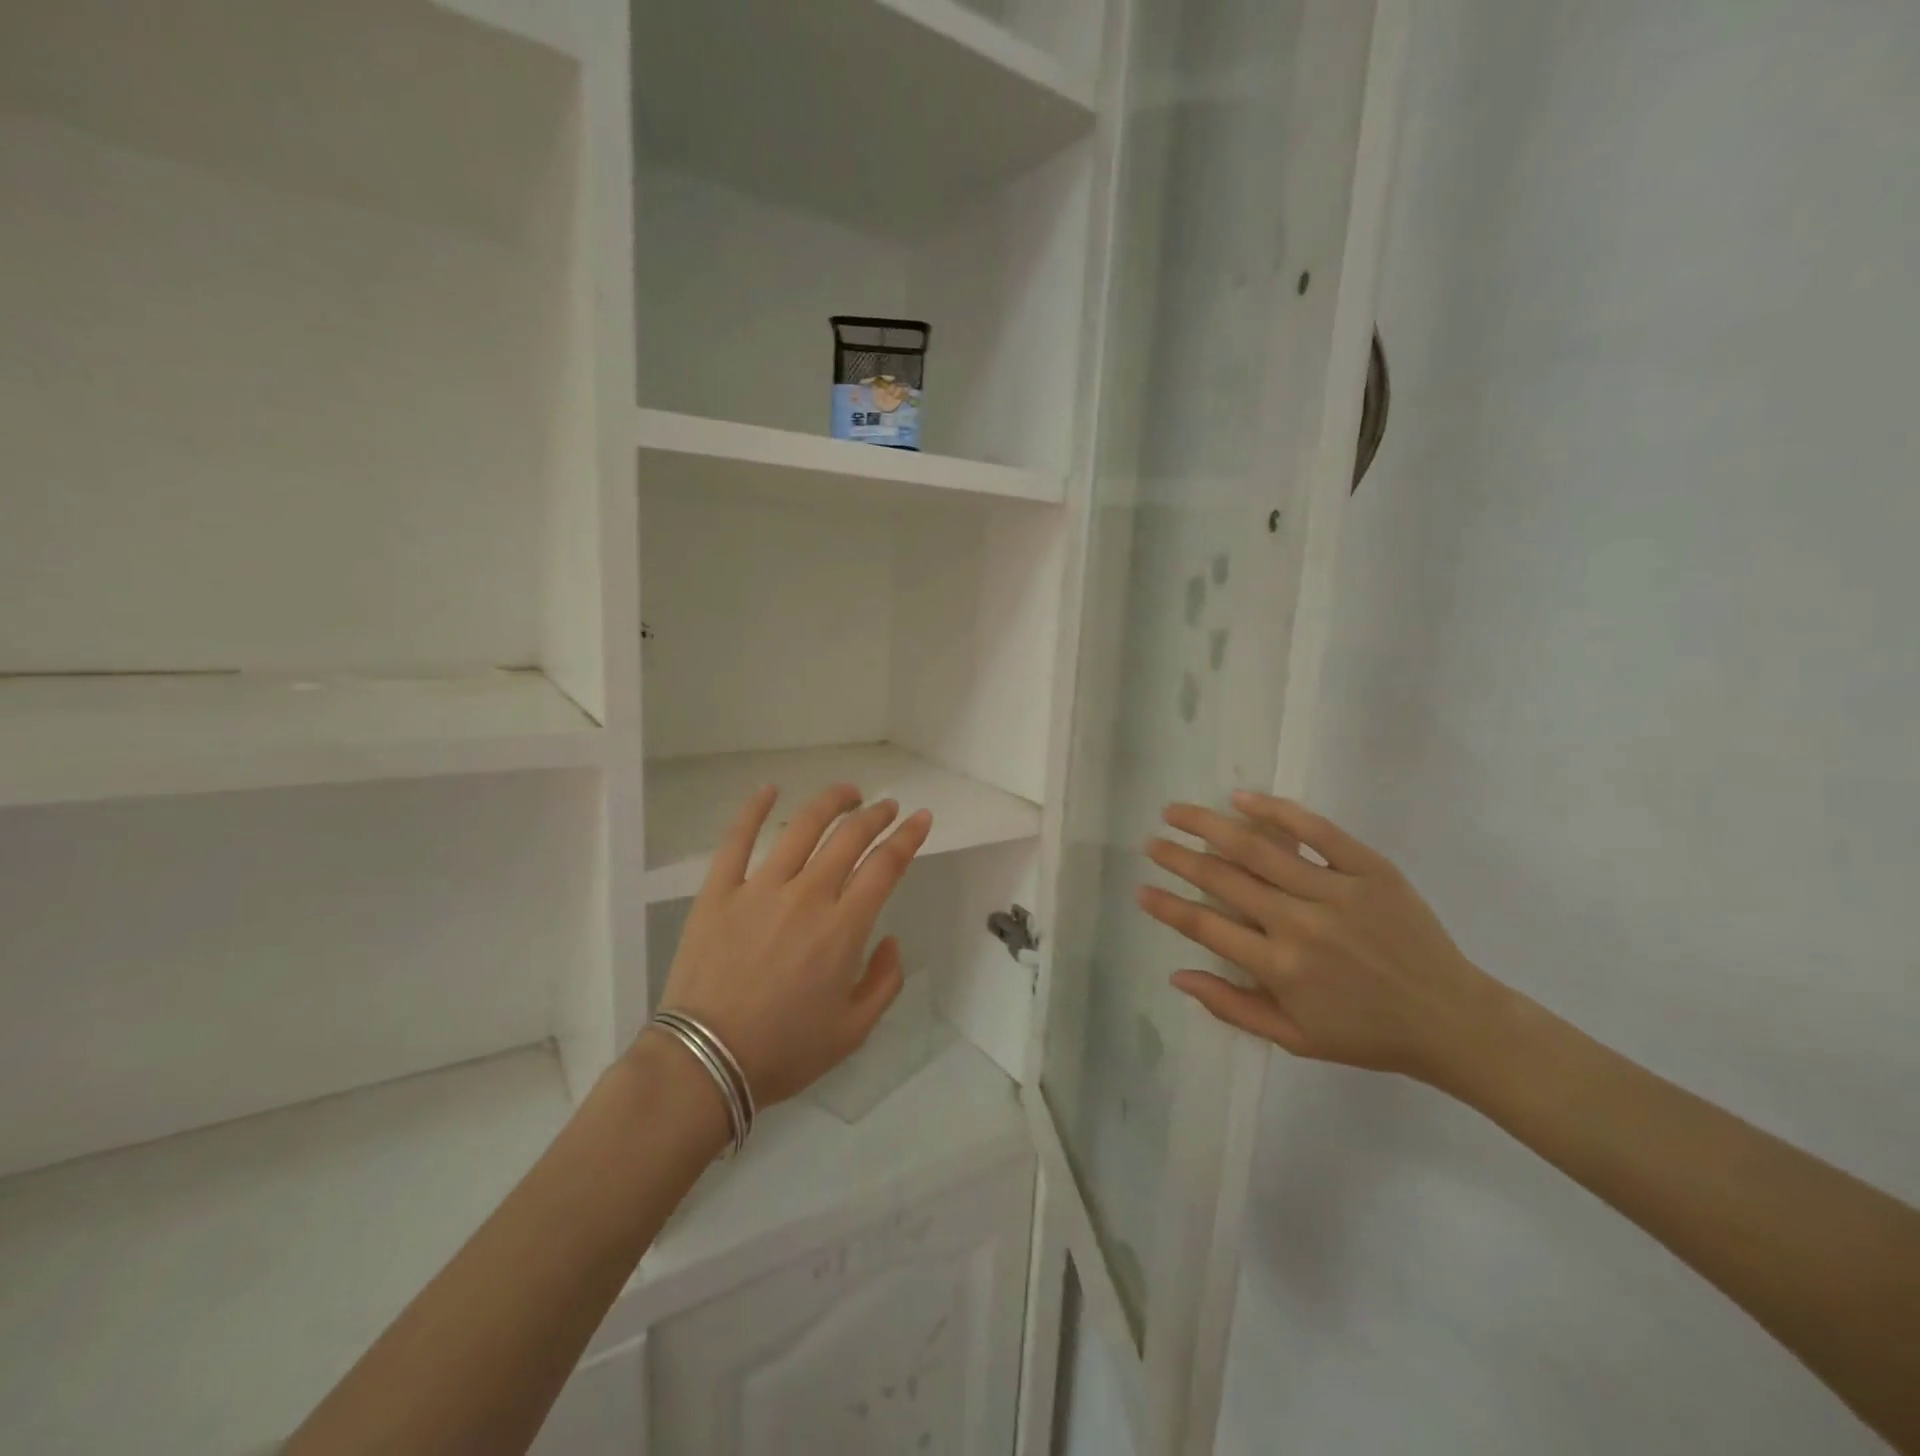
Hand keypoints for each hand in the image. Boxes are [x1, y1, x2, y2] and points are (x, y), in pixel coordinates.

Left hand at [653, 784, 932, 1107]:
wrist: (706, 1062)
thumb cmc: (785, 1050)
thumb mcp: (855, 1030)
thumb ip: (885, 981)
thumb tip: (890, 940)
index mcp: (844, 927)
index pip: (886, 865)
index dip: (908, 837)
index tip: (920, 818)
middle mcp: (808, 895)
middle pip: (849, 838)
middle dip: (875, 815)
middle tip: (887, 806)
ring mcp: (760, 888)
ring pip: (801, 827)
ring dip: (830, 803)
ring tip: (846, 792)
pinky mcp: (719, 891)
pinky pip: (736, 840)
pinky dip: (753, 809)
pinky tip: (769, 790)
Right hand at [1137, 791, 1505, 1084]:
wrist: (1452, 1020)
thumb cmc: (1366, 1035)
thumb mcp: (1294, 1039)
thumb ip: (1231, 1007)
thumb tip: (1176, 975)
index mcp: (1280, 968)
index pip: (1205, 926)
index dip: (1167, 906)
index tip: (1142, 889)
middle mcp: (1300, 924)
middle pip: (1223, 878)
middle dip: (1178, 857)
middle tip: (1153, 842)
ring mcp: (1336, 891)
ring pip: (1258, 848)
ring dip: (1209, 826)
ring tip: (1176, 812)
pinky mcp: (1369, 869)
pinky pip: (1317, 831)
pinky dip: (1277, 812)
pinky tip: (1242, 798)